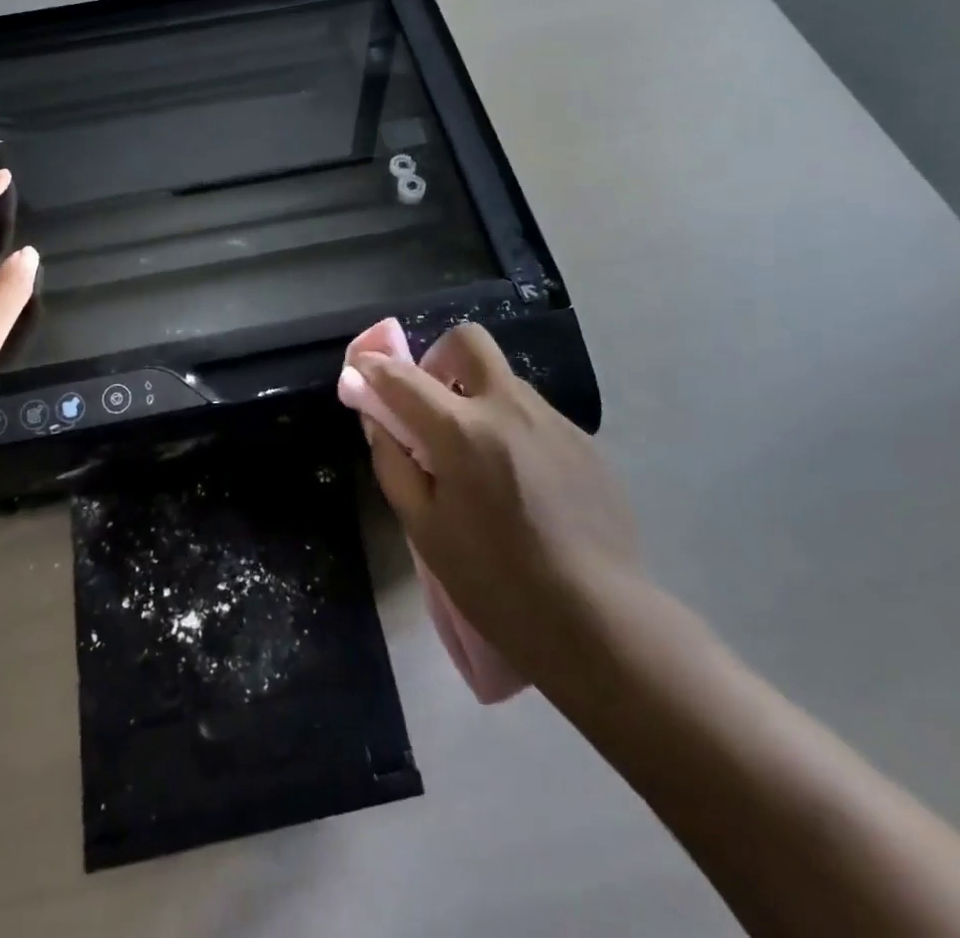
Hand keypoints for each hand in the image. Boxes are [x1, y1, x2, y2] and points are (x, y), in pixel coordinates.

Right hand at [355, 323, 639, 681]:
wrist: (598, 619)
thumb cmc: (495, 581)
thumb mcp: (425, 529)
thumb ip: (393, 463)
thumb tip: (377, 419)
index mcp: (462, 431)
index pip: (403, 377)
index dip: (373, 367)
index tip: (362, 369)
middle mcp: (509, 408)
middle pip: (467, 341)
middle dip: (439, 357)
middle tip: (434, 403)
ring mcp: (553, 420)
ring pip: (504, 380)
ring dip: (478, 398)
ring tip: (481, 461)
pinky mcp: (584, 440)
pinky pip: (535, 415)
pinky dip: (512, 428)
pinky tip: (522, 483)